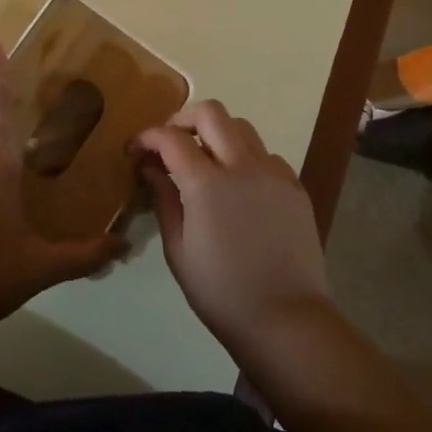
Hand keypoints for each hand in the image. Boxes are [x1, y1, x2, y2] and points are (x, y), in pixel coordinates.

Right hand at [135, 102, 334, 349]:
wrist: (286, 319)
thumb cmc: (221, 292)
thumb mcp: (179, 250)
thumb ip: (164, 200)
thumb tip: (152, 168)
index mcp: (207, 183)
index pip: (171, 138)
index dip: (148, 136)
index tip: (136, 149)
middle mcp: (242, 166)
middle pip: (212, 112)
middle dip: (184, 118)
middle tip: (170, 141)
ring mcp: (273, 173)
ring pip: (242, 127)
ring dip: (218, 133)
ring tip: (205, 161)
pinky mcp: (295, 187)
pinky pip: (266, 155)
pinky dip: (246, 157)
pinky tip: (239, 186)